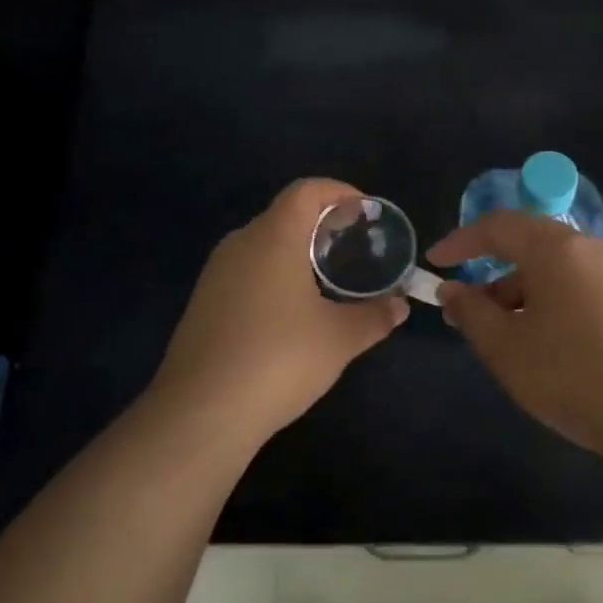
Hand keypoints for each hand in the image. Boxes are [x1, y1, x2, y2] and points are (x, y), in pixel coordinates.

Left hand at [151, 178, 409, 442]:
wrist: (202, 411)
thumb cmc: (279, 359)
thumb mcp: (340, 338)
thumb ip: (375, 316)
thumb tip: (400, 306)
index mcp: (274, 238)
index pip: (307, 191)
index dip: (339, 192)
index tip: (365, 212)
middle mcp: (240, 244)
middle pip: (284, 215)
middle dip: (321, 224)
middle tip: (353, 247)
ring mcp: (215, 274)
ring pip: (263, 245)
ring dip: (296, 252)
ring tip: (328, 279)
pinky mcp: (203, 303)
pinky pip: (246, 271)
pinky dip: (274, 275)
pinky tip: (291, 311)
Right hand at [428, 212, 602, 460]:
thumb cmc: (573, 374)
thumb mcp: (506, 347)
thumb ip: (471, 312)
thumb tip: (452, 289)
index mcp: (557, 249)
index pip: (498, 226)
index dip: (460, 242)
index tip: (434, 263)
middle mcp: (591, 250)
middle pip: (529, 247)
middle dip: (491, 276)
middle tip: (465, 313)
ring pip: (556, 273)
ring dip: (520, 296)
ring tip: (502, 340)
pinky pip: (579, 291)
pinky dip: (550, 307)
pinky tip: (545, 348)